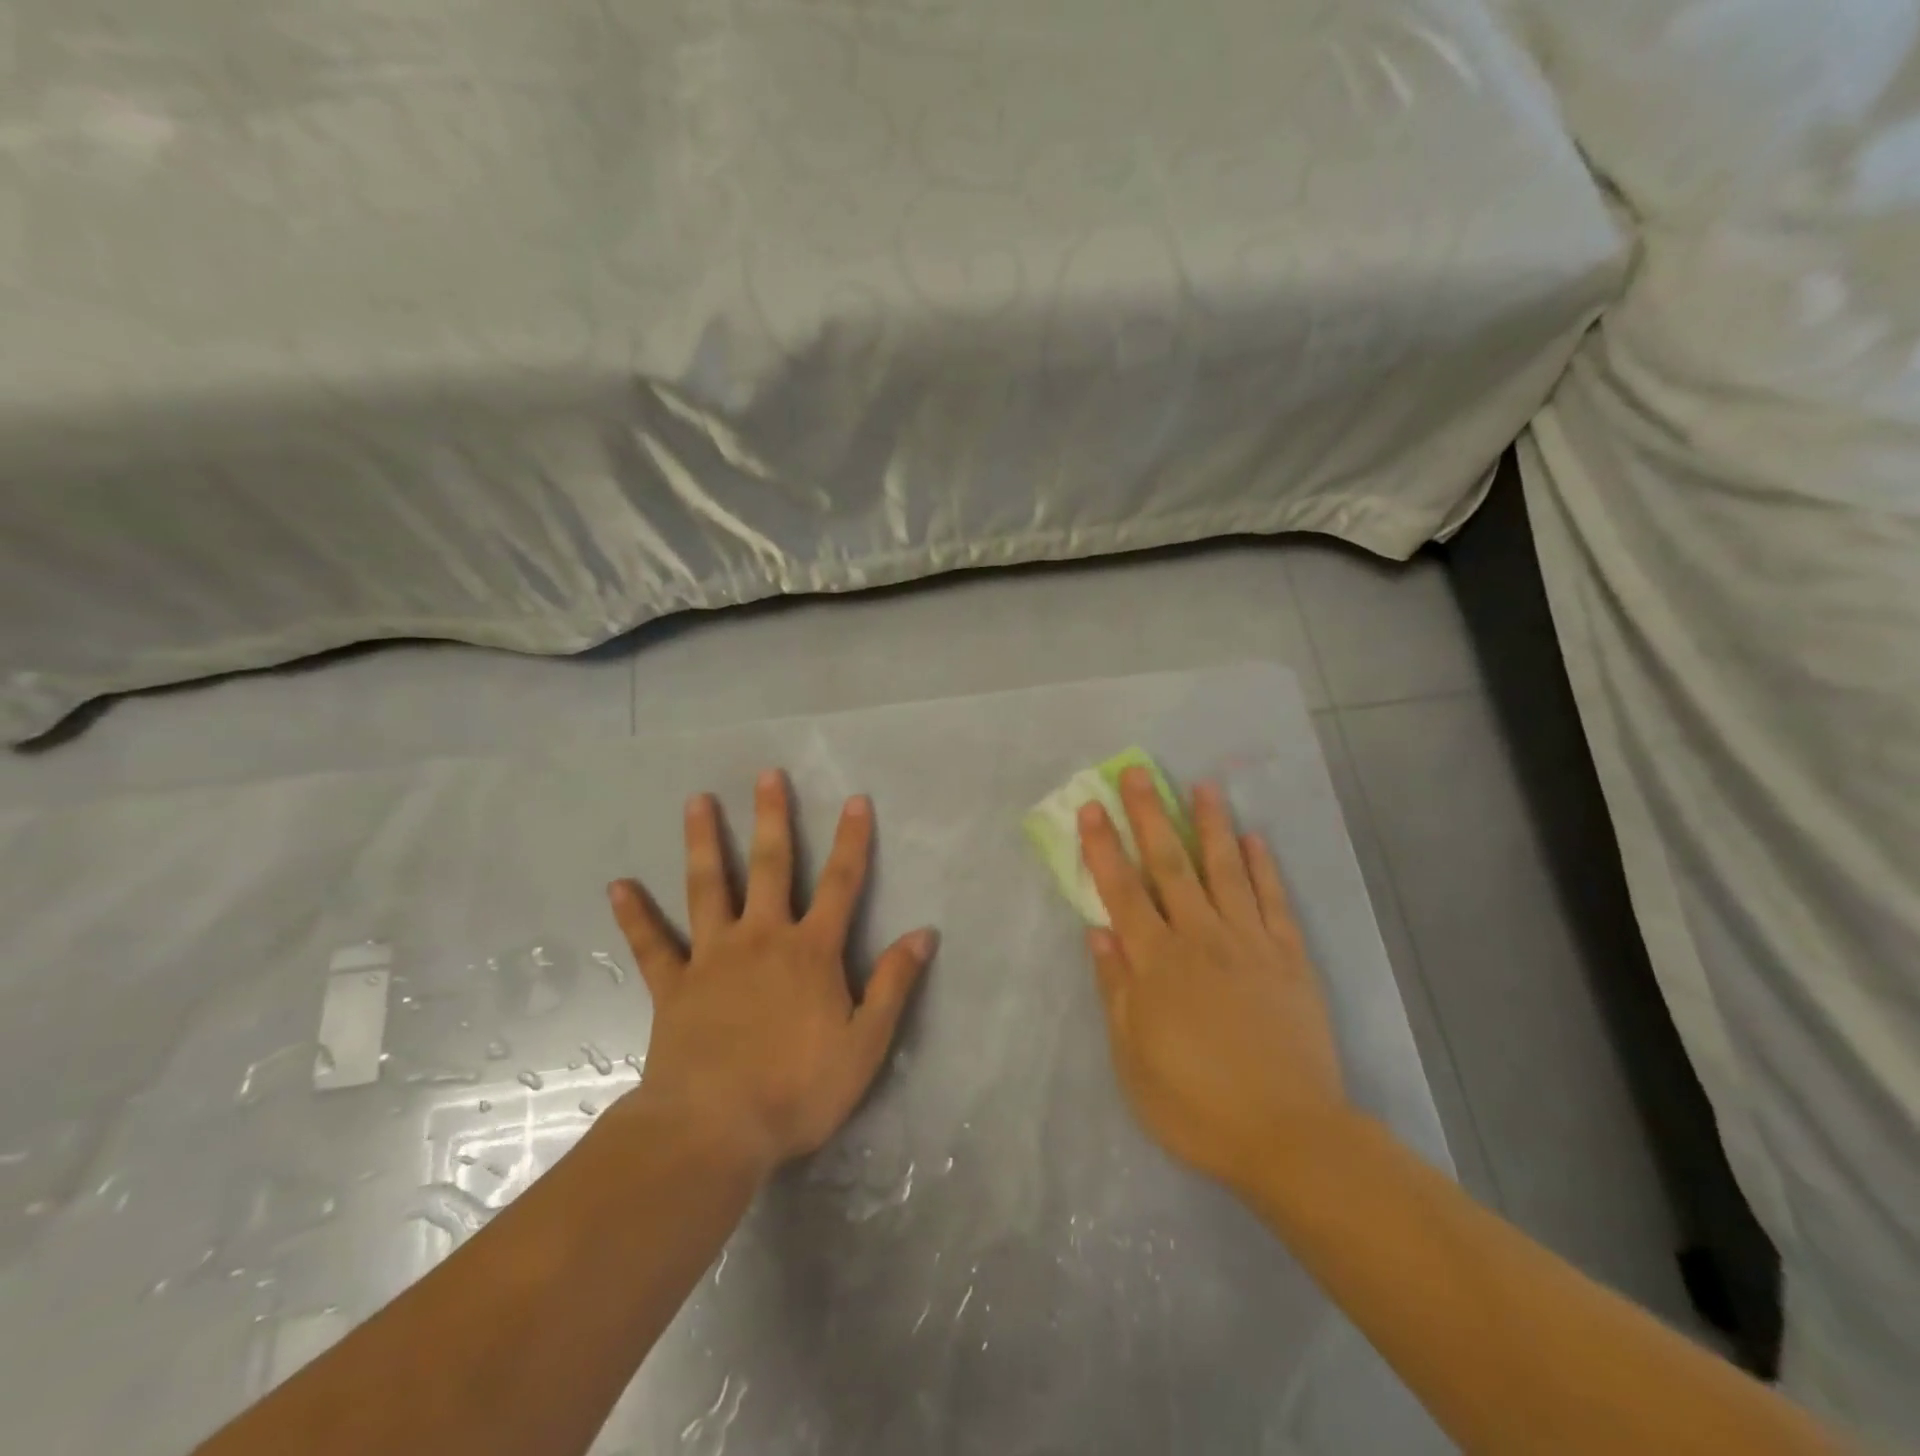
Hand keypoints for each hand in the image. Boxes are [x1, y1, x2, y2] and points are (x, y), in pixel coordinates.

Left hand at [605, 770, 936, 1175]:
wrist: (715, 1130)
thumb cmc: (798, 1089)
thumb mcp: (865, 1043)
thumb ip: (893, 985)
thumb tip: (924, 934)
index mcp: (811, 951)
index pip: (840, 883)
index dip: (851, 841)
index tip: (854, 800)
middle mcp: (762, 938)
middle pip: (769, 866)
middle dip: (772, 818)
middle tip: (766, 775)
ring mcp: (713, 957)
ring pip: (708, 887)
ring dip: (703, 841)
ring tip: (698, 800)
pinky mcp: (674, 986)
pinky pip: (651, 944)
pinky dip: (635, 915)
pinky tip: (618, 886)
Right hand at [1079, 767, 1349, 1190]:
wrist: (1289, 1136)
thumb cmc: (1196, 1103)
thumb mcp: (1133, 1058)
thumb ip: (1115, 989)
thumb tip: (1097, 932)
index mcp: (1157, 962)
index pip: (1122, 891)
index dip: (1104, 846)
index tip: (1091, 807)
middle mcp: (1201, 938)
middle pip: (1170, 865)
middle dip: (1150, 816)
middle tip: (1140, 772)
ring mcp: (1250, 943)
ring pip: (1225, 871)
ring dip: (1210, 826)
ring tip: (1202, 786)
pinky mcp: (1290, 959)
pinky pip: (1274, 902)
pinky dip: (1265, 868)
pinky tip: (1256, 839)